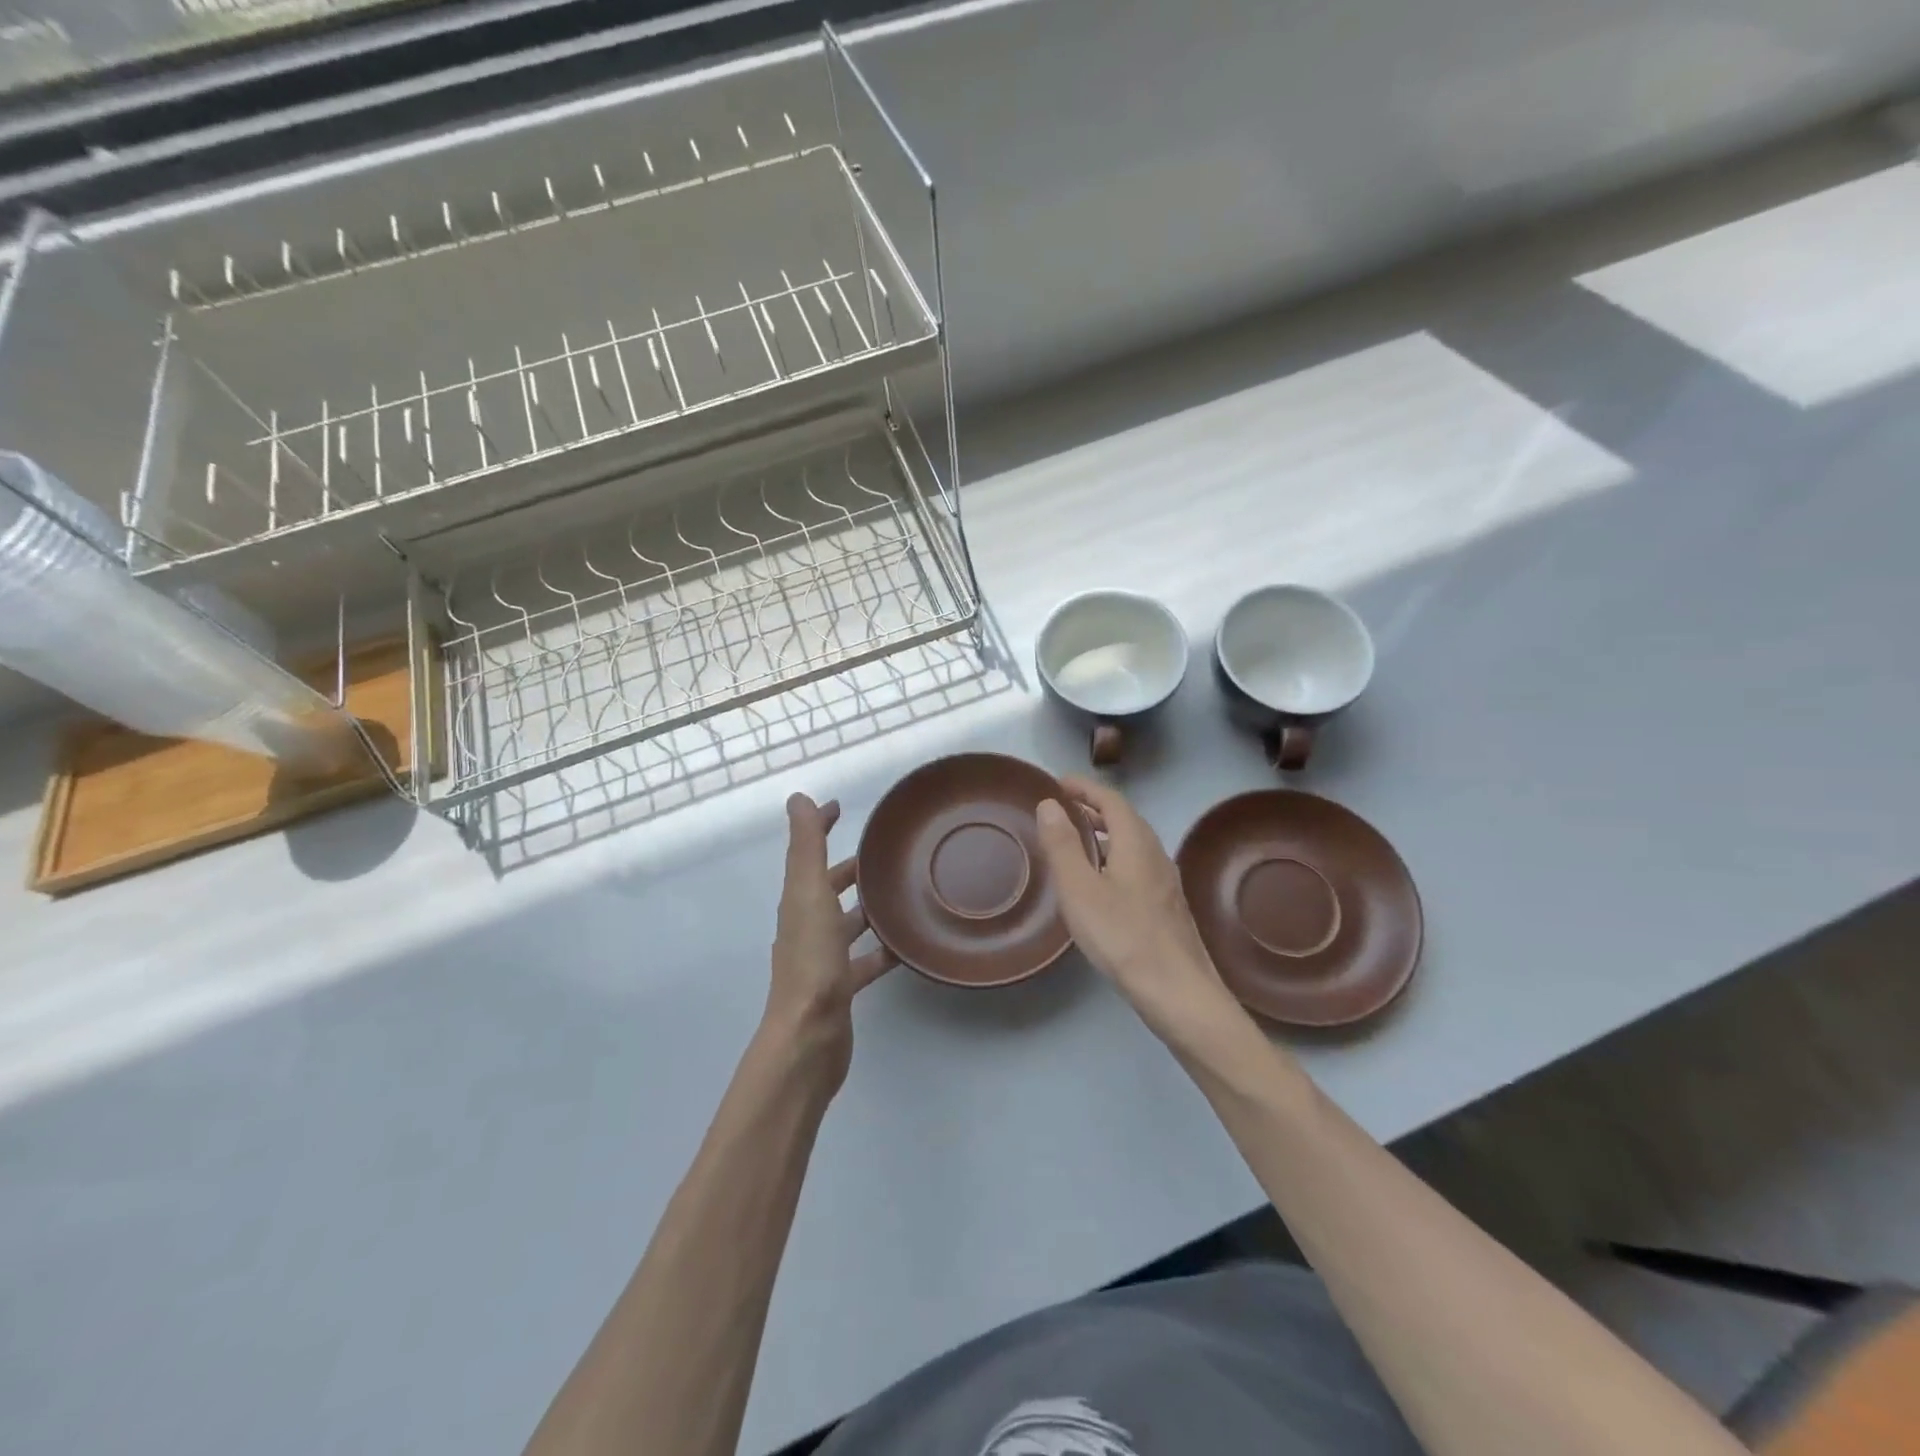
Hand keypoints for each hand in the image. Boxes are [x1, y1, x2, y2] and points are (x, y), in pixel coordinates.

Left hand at [765, 793, 896, 1086]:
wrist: (809, 1035)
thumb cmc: (811, 960)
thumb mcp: (809, 893)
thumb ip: (806, 847)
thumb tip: (797, 798)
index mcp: (799, 901)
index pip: (807, 853)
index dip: (819, 827)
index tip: (840, 807)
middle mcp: (807, 926)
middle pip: (828, 888)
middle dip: (850, 869)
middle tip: (886, 853)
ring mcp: (823, 959)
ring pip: (847, 923)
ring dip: (868, 907)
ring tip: (904, 893)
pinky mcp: (842, 986)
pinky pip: (865, 959)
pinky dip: (882, 949)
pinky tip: (907, 945)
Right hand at [1035, 777, 1245, 1051]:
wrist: (1177, 991)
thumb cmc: (1122, 935)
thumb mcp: (1080, 888)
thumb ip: (1063, 844)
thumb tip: (1049, 803)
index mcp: (1136, 842)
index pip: (1111, 800)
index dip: (1085, 788)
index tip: (1059, 783)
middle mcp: (1156, 854)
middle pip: (1125, 819)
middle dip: (1094, 809)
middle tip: (1063, 810)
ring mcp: (1166, 882)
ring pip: (1133, 845)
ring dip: (1105, 835)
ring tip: (1077, 842)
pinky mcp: (1167, 907)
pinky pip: (1137, 866)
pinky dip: (1115, 858)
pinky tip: (1101, 884)